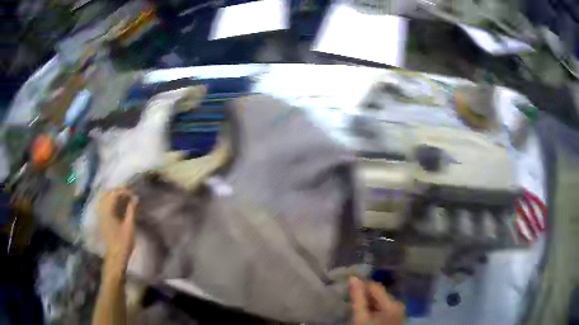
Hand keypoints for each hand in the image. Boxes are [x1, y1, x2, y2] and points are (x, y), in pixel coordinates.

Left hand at [99, 188, 138, 268]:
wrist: (116, 256)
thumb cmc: (123, 242)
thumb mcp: (129, 226)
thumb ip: (131, 210)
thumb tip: (135, 198)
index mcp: (108, 211)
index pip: (114, 193)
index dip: (124, 191)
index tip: (134, 195)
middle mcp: (103, 210)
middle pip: (108, 193)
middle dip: (118, 191)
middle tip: (129, 195)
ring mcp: (102, 214)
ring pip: (106, 198)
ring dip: (115, 196)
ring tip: (125, 199)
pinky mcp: (103, 219)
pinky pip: (106, 205)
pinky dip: (112, 202)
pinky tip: (120, 206)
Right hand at [349, 277, 404, 324]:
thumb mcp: (360, 317)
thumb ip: (357, 297)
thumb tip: (353, 278)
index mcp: (392, 303)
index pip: (375, 286)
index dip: (362, 284)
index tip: (348, 285)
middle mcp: (398, 304)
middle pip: (379, 294)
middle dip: (365, 294)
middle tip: (349, 297)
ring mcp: (398, 311)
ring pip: (380, 300)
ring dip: (368, 301)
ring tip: (356, 305)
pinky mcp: (395, 316)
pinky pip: (383, 307)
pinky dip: (374, 308)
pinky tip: (365, 313)